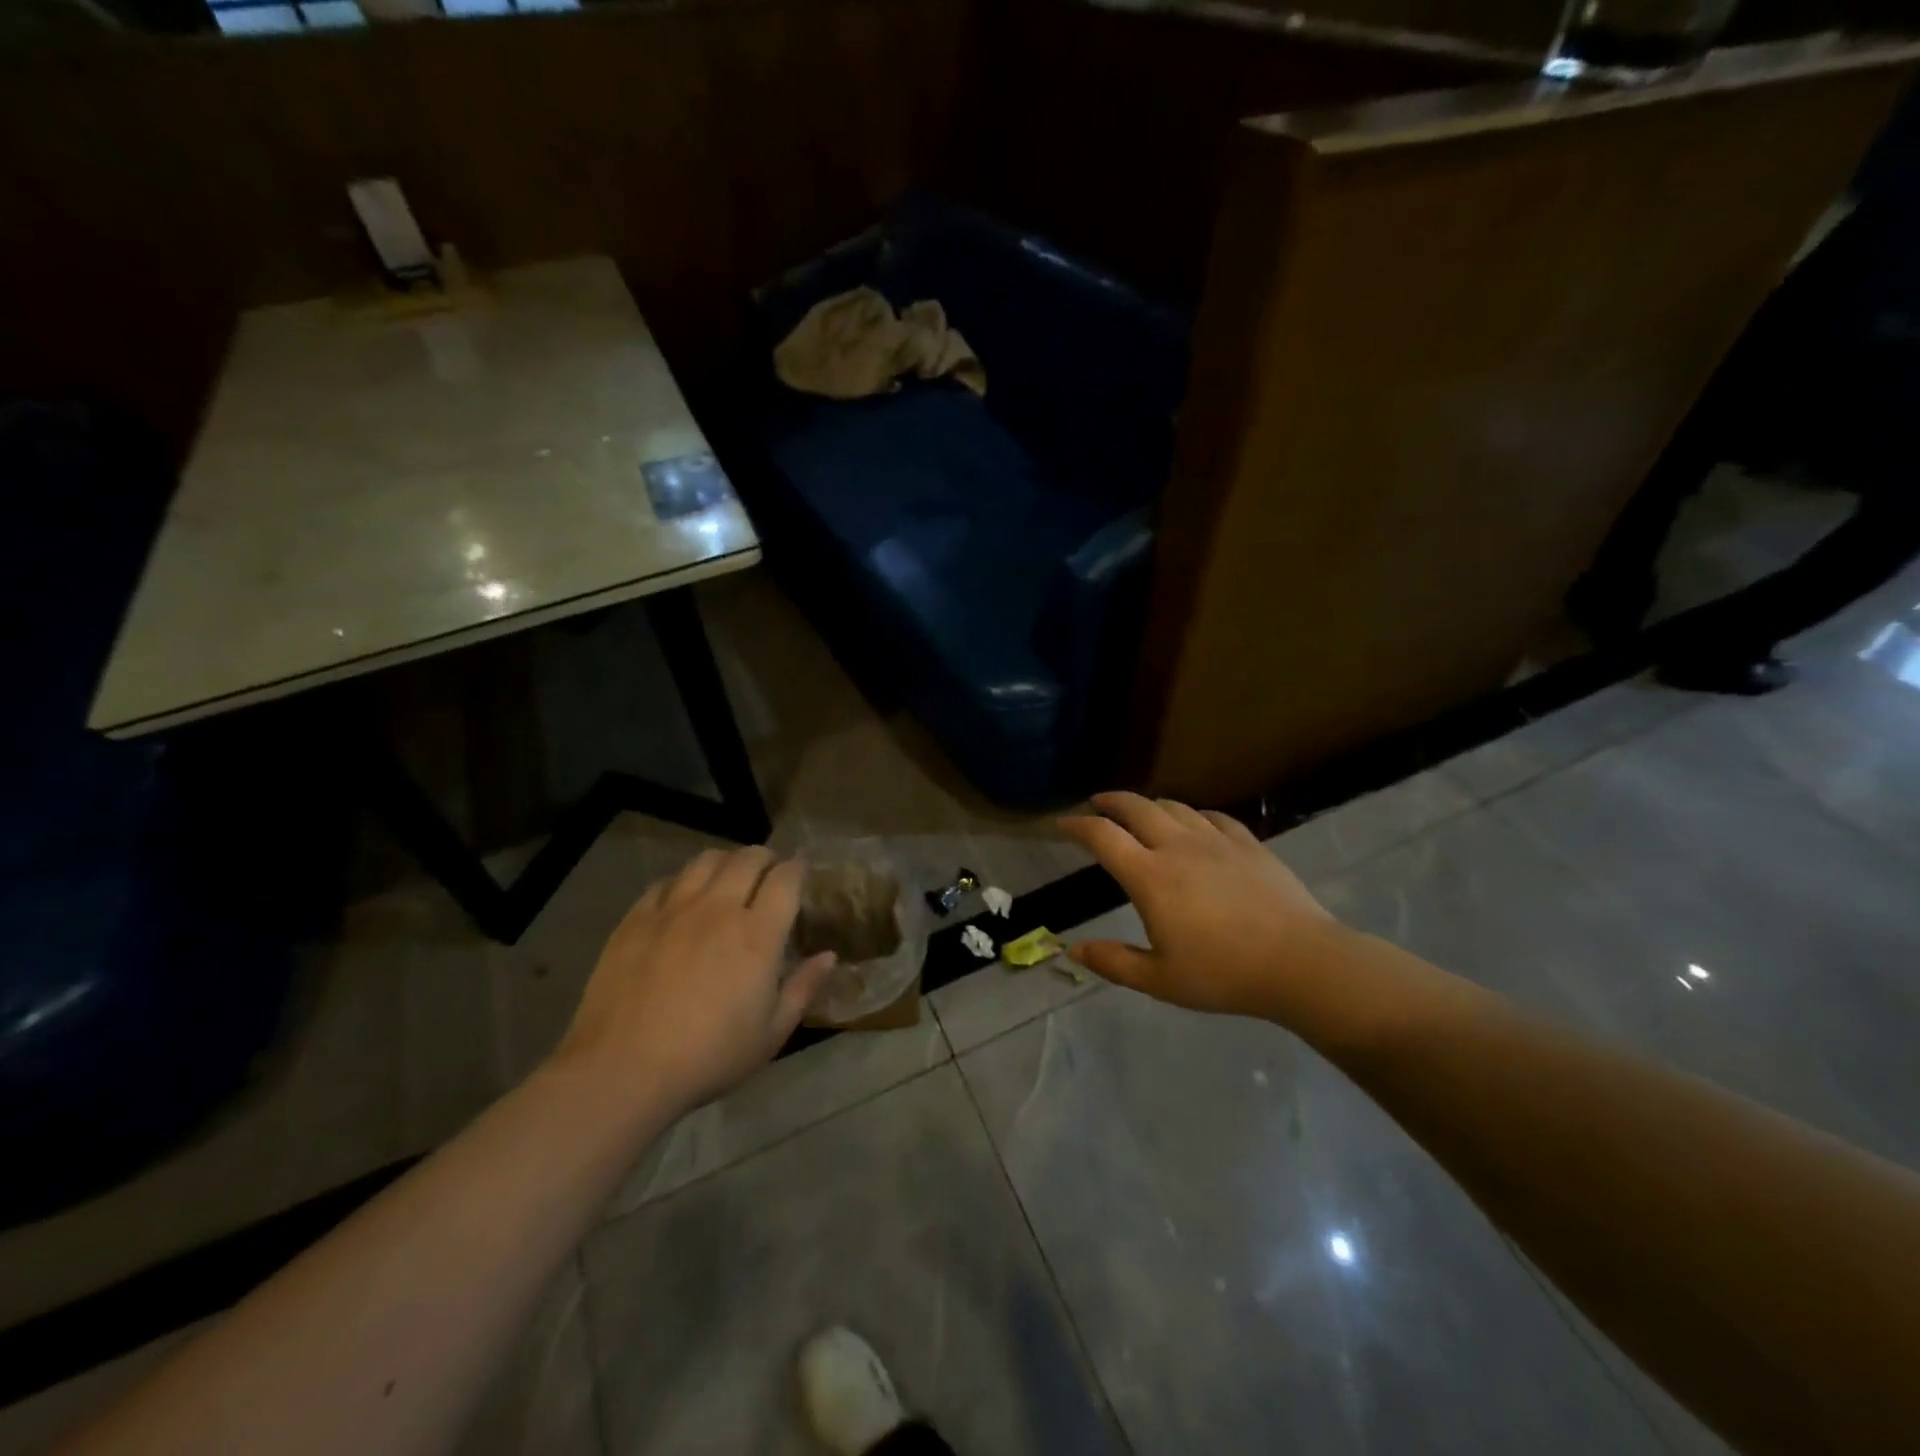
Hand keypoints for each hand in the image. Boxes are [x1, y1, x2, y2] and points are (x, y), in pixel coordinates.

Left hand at [551, 848, 833, 1117]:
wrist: (622, 1070)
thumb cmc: (708, 1057)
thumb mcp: (770, 1034)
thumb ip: (803, 989)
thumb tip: (829, 956)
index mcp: (757, 934)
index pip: (786, 878)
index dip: (798, 868)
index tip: (801, 872)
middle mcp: (718, 908)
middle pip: (748, 858)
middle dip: (765, 858)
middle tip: (769, 871)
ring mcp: (674, 909)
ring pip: (706, 860)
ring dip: (726, 860)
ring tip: (729, 875)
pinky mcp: (636, 918)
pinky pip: (666, 881)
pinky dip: (684, 880)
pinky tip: (684, 897)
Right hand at [1059, 792, 1349, 1021]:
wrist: (1300, 962)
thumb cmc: (1223, 974)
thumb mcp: (1160, 980)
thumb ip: (1113, 962)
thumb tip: (1073, 950)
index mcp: (1149, 876)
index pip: (1103, 837)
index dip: (1077, 826)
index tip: (1062, 825)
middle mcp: (1177, 847)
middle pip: (1136, 808)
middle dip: (1111, 801)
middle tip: (1097, 803)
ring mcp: (1216, 841)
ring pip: (1174, 807)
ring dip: (1149, 805)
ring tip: (1141, 812)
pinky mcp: (1248, 843)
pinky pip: (1213, 816)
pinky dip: (1193, 815)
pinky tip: (1195, 824)